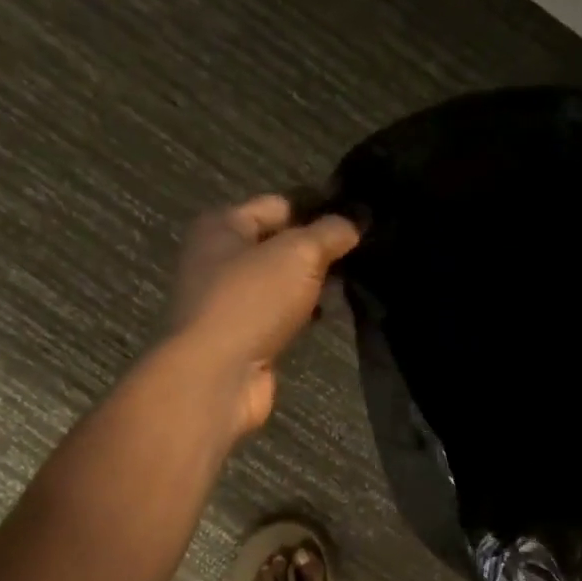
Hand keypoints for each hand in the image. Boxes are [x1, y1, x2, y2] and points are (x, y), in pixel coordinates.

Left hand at [169, 195, 360, 436]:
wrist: (218, 376)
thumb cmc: (251, 301)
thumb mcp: (298, 254)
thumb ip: (330, 232)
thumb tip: (354, 222)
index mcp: (222, 226)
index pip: (279, 205)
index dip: (318, 208)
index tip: (359, 218)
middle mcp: (219, 259)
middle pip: (279, 244)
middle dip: (318, 248)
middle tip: (363, 252)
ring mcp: (230, 301)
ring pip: (282, 282)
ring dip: (313, 284)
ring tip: (355, 282)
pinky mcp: (243, 336)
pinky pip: (281, 314)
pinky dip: (304, 314)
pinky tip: (330, 314)